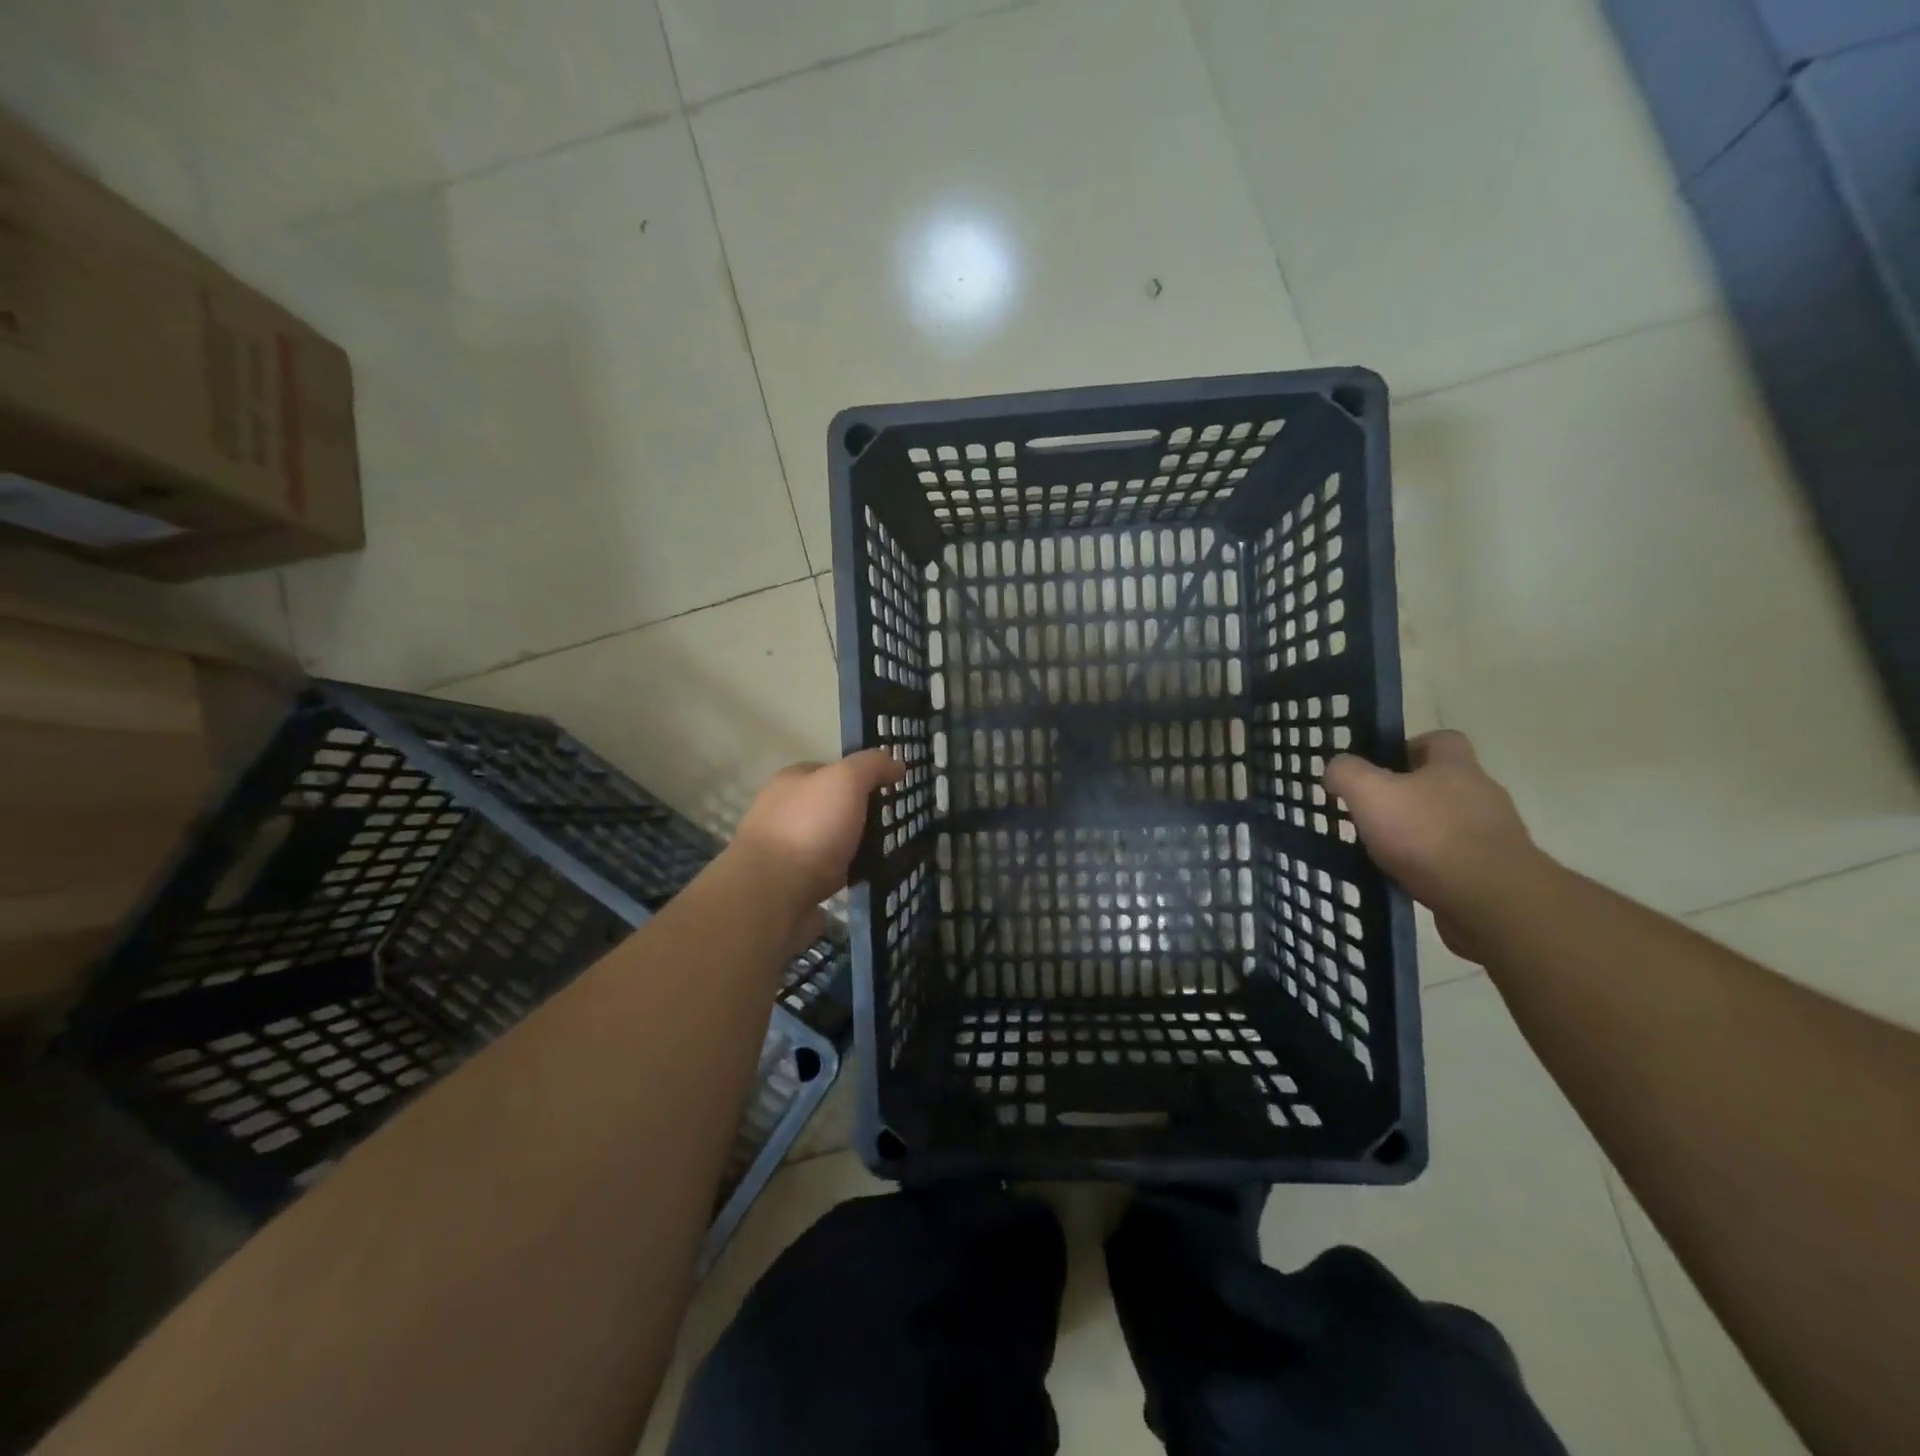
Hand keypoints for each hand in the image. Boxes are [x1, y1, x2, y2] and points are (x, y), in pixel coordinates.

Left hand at [729, 751, 904, 920]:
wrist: (772, 895)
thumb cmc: (809, 828)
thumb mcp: (846, 780)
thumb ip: (872, 766)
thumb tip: (897, 764)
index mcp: (791, 781)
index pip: (830, 770)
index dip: (860, 778)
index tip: (888, 792)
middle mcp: (783, 812)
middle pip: (831, 808)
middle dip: (858, 817)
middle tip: (892, 827)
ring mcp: (784, 851)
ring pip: (829, 844)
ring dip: (853, 850)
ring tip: (886, 858)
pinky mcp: (790, 886)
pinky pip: (827, 876)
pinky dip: (845, 878)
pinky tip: (865, 881)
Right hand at [1324, 731, 1545, 957]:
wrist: (1490, 901)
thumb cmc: (1427, 834)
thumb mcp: (1370, 793)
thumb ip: (1347, 773)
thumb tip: (1336, 767)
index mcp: (1456, 767)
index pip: (1441, 740)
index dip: (1410, 747)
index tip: (1381, 768)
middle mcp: (1482, 794)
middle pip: (1444, 783)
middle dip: (1409, 795)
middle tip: (1373, 812)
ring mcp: (1494, 835)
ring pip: (1450, 823)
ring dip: (1421, 833)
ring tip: (1385, 851)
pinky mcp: (1496, 872)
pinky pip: (1457, 860)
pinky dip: (1432, 866)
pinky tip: (1407, 879)